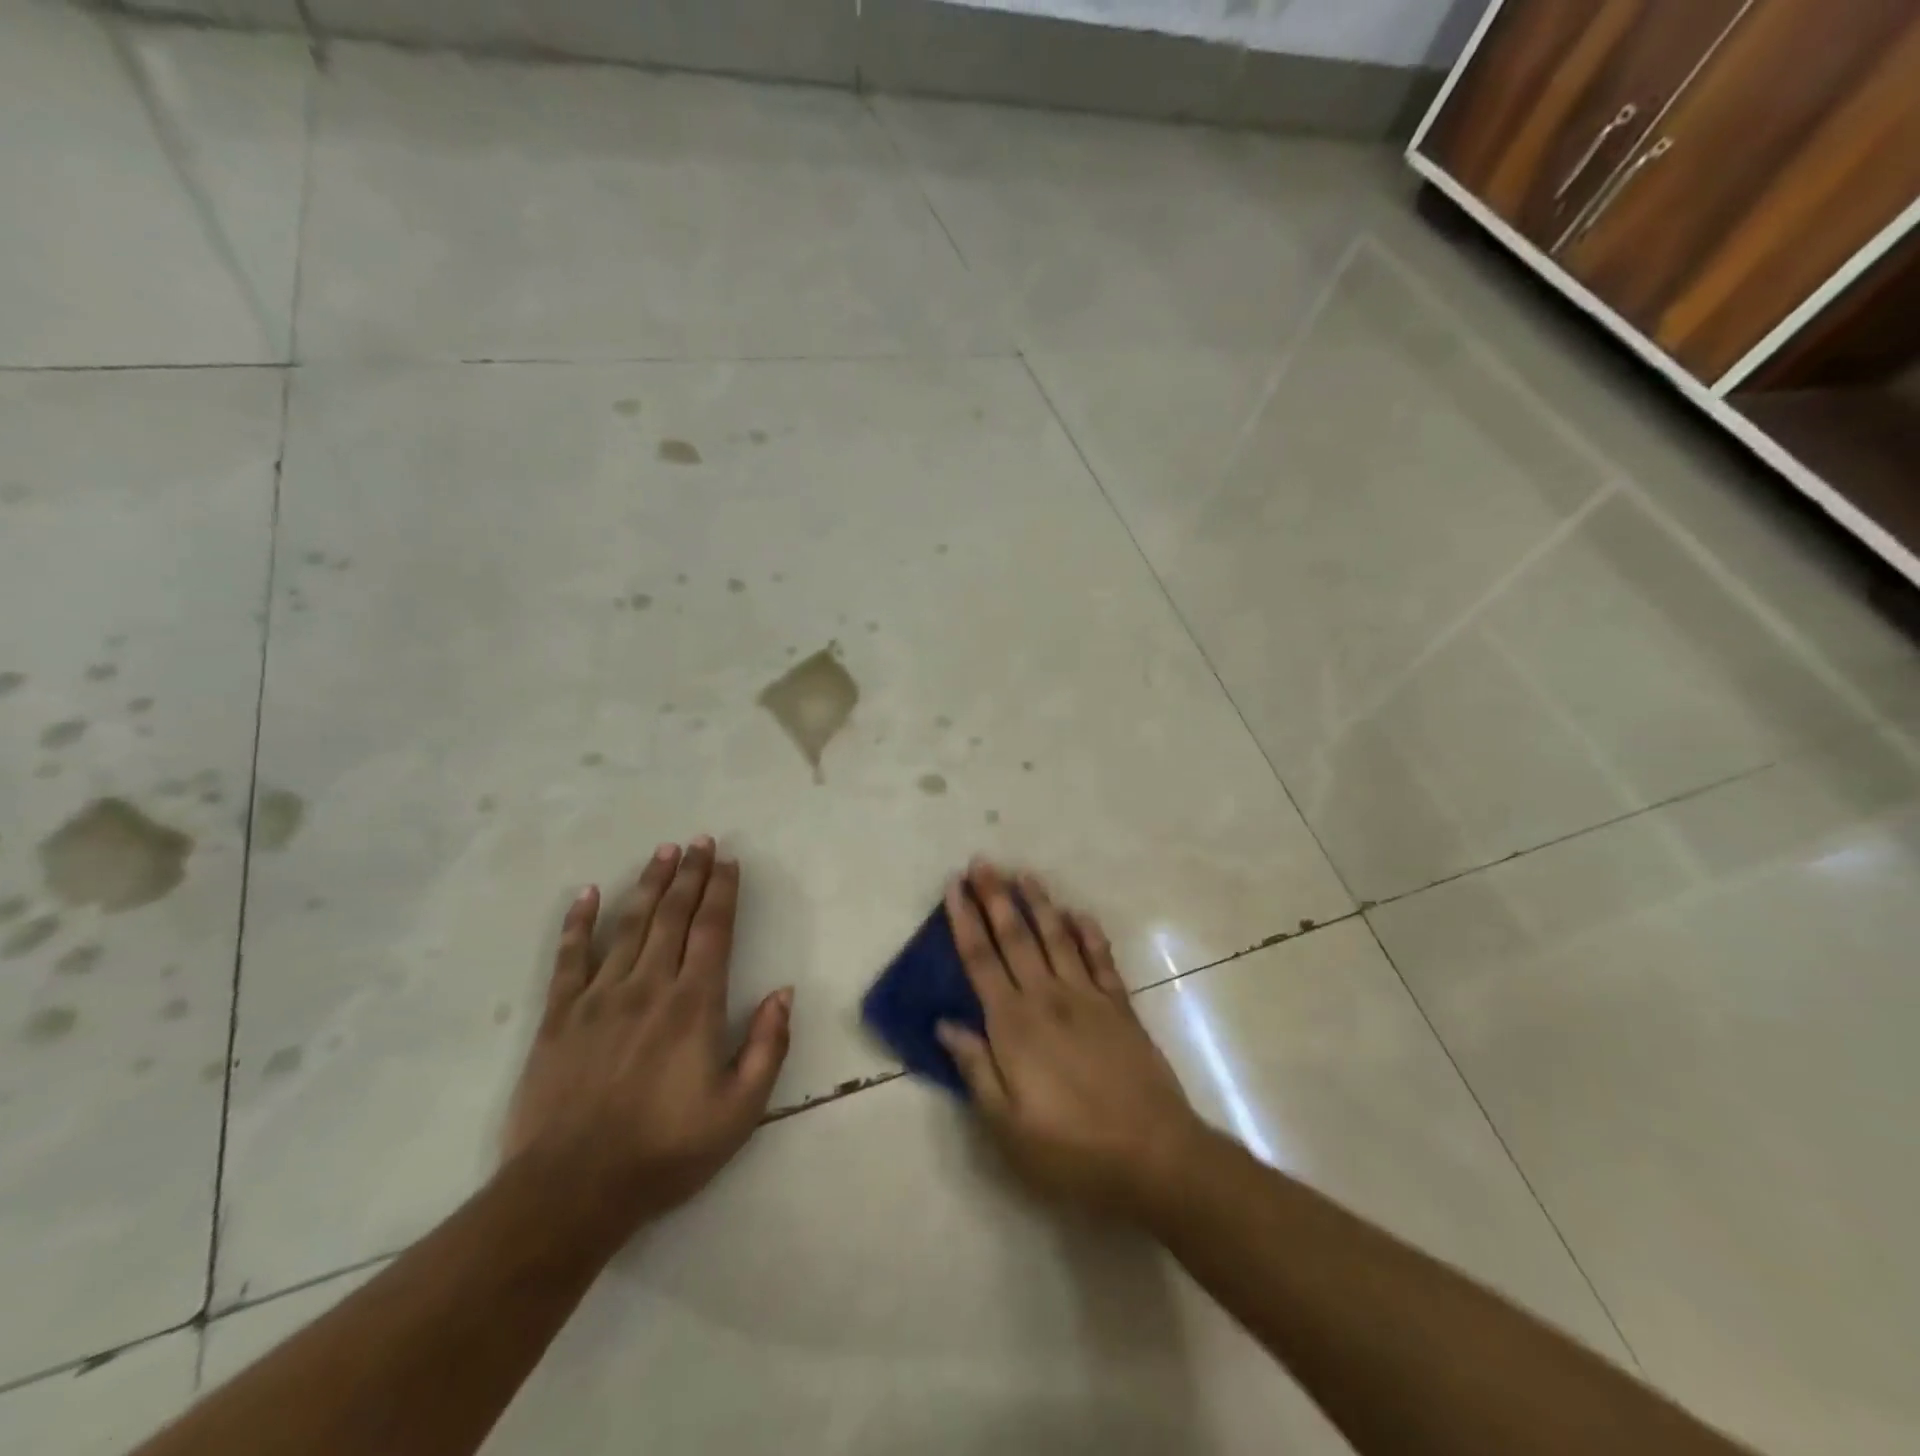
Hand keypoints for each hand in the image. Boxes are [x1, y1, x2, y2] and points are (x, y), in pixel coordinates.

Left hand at [503, 837, 791, 1236]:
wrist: (571, 1190)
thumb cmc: (666, 1150)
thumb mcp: (740, 1110)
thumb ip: (768, 1046)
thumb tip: (783, 992)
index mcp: (695, 1005)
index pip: (713, 931)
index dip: (723, 892)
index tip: (729, 861)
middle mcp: (650, 986)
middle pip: (673, 916)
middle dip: (690, 875)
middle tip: (699, 841)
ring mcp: (600, 997)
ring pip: (629, 926)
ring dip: (649, 885)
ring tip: (663, 852)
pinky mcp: (560, 1017)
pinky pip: (570, 958)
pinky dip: (579, 923)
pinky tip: (589, 894)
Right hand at [936, 860, 1209, 1221]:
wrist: (1154, 1154)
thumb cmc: (1071, 1149)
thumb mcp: (1008, 1126)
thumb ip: (976, 1069)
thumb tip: (945, 1025)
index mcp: (1014, 1025)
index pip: (981, 960)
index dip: (964, 921)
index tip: (954, 887)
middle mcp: (1047, 997)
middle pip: (1015, 936)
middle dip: (995, 897)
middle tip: (982, 862)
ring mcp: (1087, 997)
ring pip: (1056, 937)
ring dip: (1038, 903)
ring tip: (1023, 874)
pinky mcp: (1120, 1006)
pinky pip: (1100, 958)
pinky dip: (1088, 932)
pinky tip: (1079, 914)